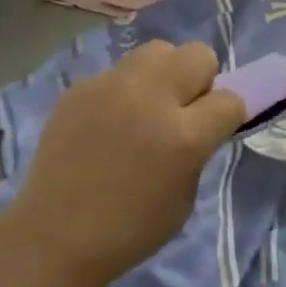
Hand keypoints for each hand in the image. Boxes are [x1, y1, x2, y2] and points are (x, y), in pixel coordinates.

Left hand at [10, 40, 246, 286]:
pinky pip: (118, 72)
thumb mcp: (185, 197)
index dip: (226, 115)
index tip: (214, 129)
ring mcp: (111, 86)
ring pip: (157, 50)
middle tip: (182, 110)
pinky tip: (108, 121)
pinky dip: (124, 90)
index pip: (229, 99)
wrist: (56, 236)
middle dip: (200, 81)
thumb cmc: (129, 230)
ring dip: (163, 74)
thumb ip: (198, 149)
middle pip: (198, 54)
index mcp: (183, 136)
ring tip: (146, 107)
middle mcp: (150, 98)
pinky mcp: (81, 86)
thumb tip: (200, 122)